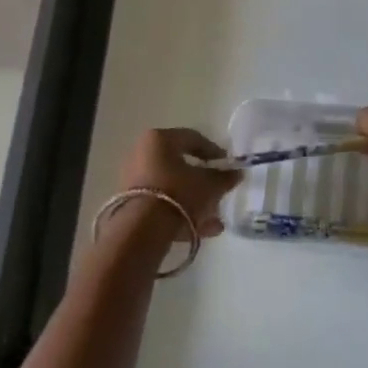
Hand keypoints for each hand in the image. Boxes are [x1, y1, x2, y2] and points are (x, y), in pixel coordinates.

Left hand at [117, 128, 240, 238]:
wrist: (143, 229)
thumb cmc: (179, 193)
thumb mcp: (210, 185)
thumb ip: (225, 177)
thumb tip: (236, 173)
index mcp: (159, 140)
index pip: (192, 138)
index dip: (214, 151)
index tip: (228, 165)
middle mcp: (142, 154)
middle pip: (181, 165)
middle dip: (203, 180)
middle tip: (220, 191)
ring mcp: (134, 180)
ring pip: (173, 187)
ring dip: (195, 201)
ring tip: (215, 218)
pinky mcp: (131, 205)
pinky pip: (163, 204)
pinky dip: (182, 213)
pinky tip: (203, 229)